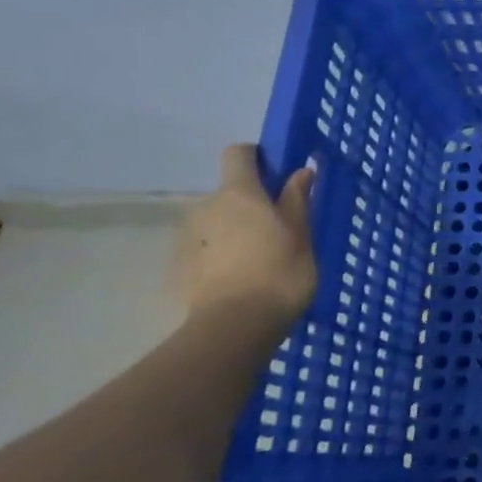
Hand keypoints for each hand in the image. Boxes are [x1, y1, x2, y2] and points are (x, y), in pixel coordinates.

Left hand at [179, 145, 316, 330]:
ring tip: (261, 260)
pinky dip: (223, 256)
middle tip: (280, 230)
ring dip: (236, 231)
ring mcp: (189, 238)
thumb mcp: (301, 235)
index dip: (258, 158)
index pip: (239, 154)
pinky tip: (243, 279)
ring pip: (218, 222)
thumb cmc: (279, 273)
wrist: (234, 327)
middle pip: (230, 192)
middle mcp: (207, 207)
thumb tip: (301, 170)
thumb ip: (297, 200)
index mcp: (239, 193)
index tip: (278, 174)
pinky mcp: (181, 267)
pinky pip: (207, 249)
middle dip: (252, 204)